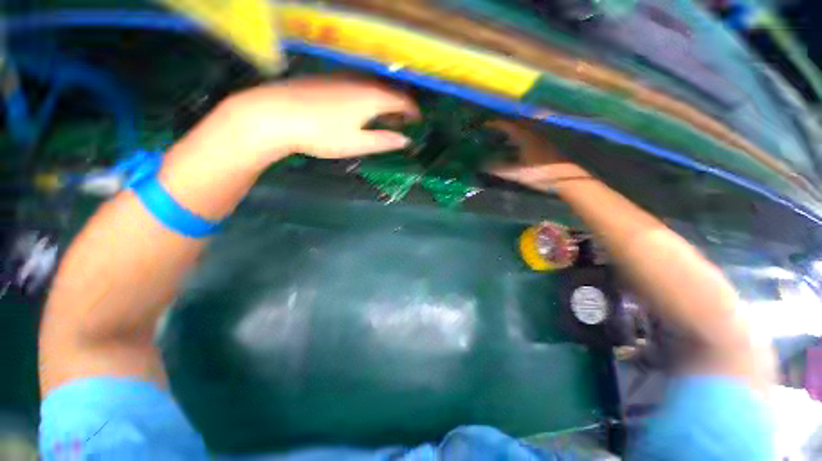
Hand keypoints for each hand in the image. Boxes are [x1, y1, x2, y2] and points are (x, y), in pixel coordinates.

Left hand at [220, 77, 419, 165]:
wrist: (276, 114)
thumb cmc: (322, 134)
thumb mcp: (357, 143)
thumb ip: (383, 141)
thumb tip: (406, 141)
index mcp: (372, 97)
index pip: (402, 100)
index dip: (413, 110)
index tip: (418, 120)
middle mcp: (361, 82)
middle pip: (389, 90)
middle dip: (400, 105)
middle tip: (404, 121)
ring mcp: (343, 77)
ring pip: (373, 86)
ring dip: (385, 101)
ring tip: (386, 117)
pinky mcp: (329, 79)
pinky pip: (359, 84)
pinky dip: (369, 96)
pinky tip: (363, 108)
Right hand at [486, 120, 586, 191]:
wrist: (565, 178)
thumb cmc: (539, 173)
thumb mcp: (516, 173)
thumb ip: (499, 169)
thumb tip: (483, 165)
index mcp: (526, 137)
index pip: (508, 125)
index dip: (496, 124)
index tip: (485, 124)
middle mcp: (533, 134)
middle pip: (516, 125)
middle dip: (503, 126)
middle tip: (492, 130)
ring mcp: (540, 139)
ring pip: (522, 131)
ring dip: (510, 133)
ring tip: (500, 140)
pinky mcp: (544, 146)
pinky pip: (527, 137)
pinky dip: (517, 140)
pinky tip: (513, 149)